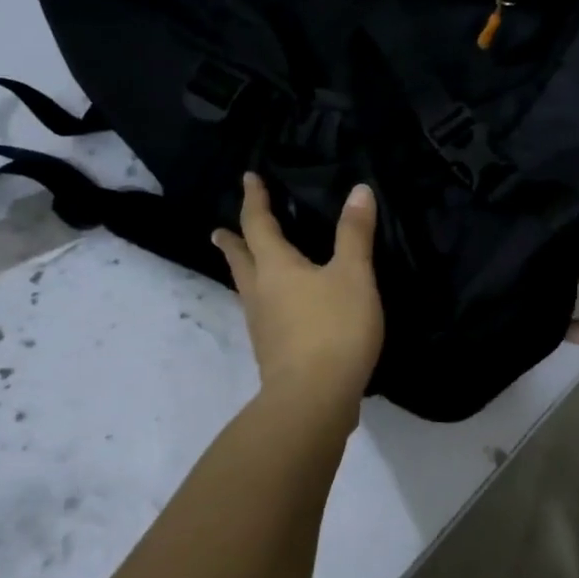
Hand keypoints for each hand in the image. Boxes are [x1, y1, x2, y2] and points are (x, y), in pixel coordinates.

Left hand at [212, 173, 383, 415]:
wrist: (314, 398)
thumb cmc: (334, 328)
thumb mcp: (354, 275)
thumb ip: (355, 234)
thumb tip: (359, 190)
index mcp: (276, 267)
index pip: (259, 224)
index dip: (255, 200)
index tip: (248, 178)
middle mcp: (260, 292)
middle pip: (240, 260)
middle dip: (233, 241)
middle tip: (219, 230)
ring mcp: (262, 325)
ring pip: (247, 288)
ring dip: (244, 270)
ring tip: (246, 263)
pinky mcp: (272, 351)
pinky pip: (262, 312)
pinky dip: (264, 298)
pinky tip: (279, 308)